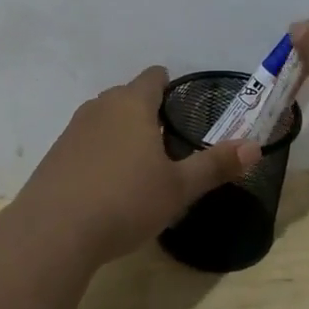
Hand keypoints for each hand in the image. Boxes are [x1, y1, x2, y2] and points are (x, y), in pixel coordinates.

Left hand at [13, 66, 260, 265]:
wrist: (54, 231)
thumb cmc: (125, 201)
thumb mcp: (178, 188)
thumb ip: (215, 165)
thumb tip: (255, 147)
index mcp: (132, 103)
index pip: (153, 77)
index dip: (171, 86)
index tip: (184, 107)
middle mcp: (100, 106)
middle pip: (128, 96)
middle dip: (148, 112)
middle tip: (170, 141)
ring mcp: (73, 129)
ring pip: (105, 118)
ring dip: (123, 132)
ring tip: (141, 163)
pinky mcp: (56, 154)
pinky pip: (87, 141)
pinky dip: (101, 152)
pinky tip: (109, 184)